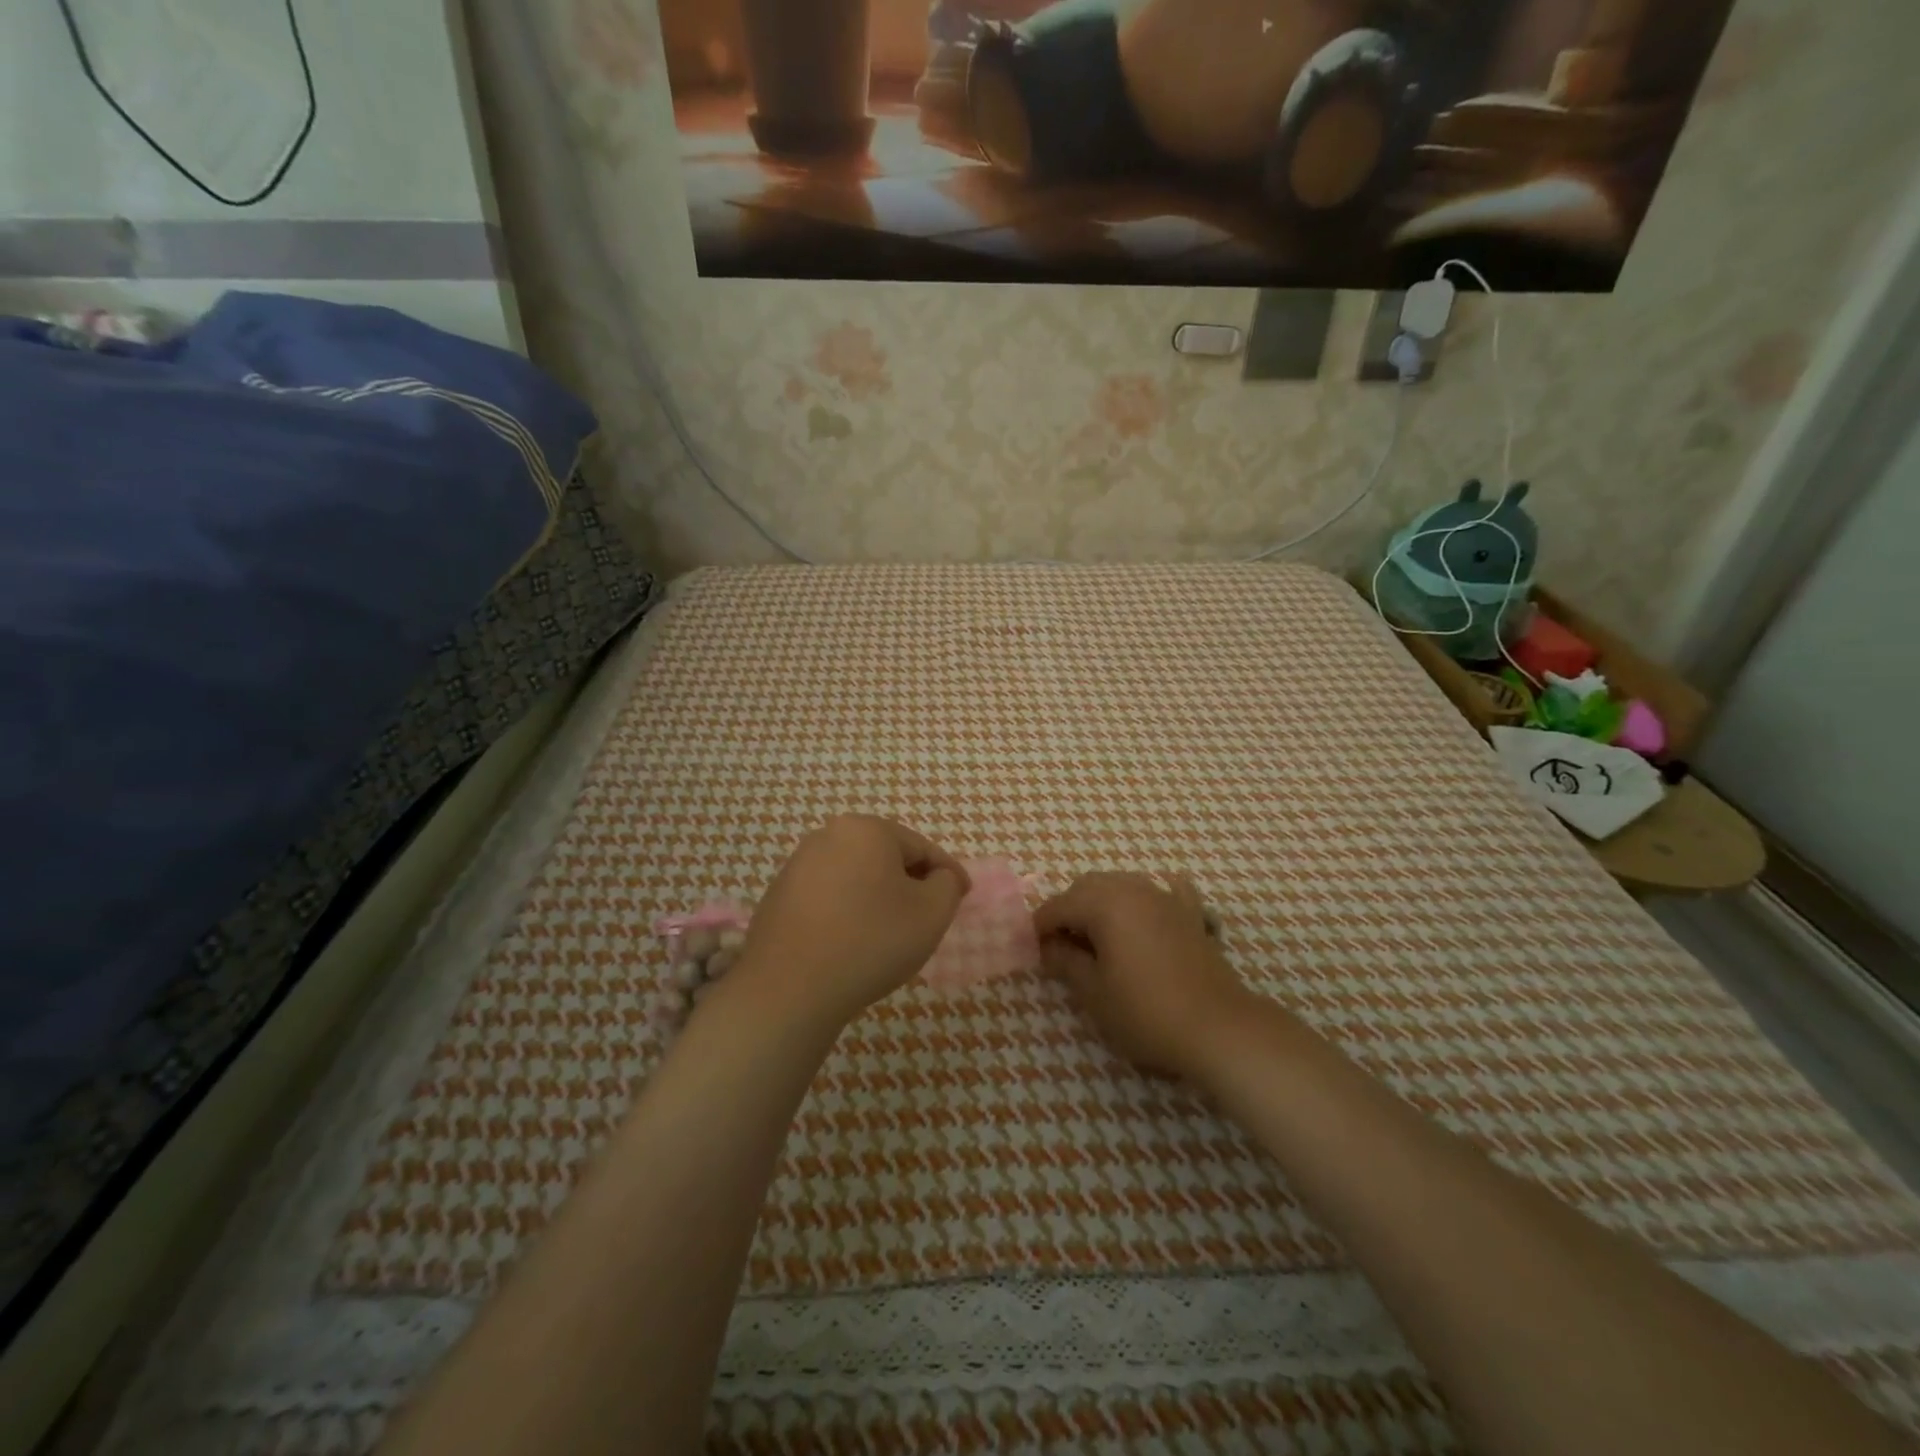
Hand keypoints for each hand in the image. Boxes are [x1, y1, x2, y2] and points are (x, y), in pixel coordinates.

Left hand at [737, 816, 970, 1025]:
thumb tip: (940, 878)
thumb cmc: (871, 941)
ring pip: (856, 876)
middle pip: (886, 857)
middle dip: (910, 883)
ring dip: (878, 898)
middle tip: (928, 917)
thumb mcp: (932, 913)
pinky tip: (852, 943)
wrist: (790, 989)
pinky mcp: (778, 896)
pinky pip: (828, 897)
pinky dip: (848, 912)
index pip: (921, 847)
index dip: (947, 874)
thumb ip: (947, 885)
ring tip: (890, 935)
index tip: (963, 897)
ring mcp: (797, 865)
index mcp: (866, 829)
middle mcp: (828, 835)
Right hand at [1036, 872, 1254, 1080]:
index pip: (1058, 905)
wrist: (1218, 1028)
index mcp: (1104, 904)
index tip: (1032, 949)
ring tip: (1097, 936)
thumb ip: (1066, 962)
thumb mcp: (1094, 993)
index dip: (1040, 926)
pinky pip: (1165, 891)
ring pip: (1122, 884)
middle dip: (1069, 908)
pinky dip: (1149, 898)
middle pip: (1088, 886)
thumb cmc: (1146, 1012)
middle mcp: (1133, 889)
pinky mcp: (1191, 914)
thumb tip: (1049, 946)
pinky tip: (1149, 910)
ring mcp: (1166, 898)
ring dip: (1102, 901)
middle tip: (1061, 945)